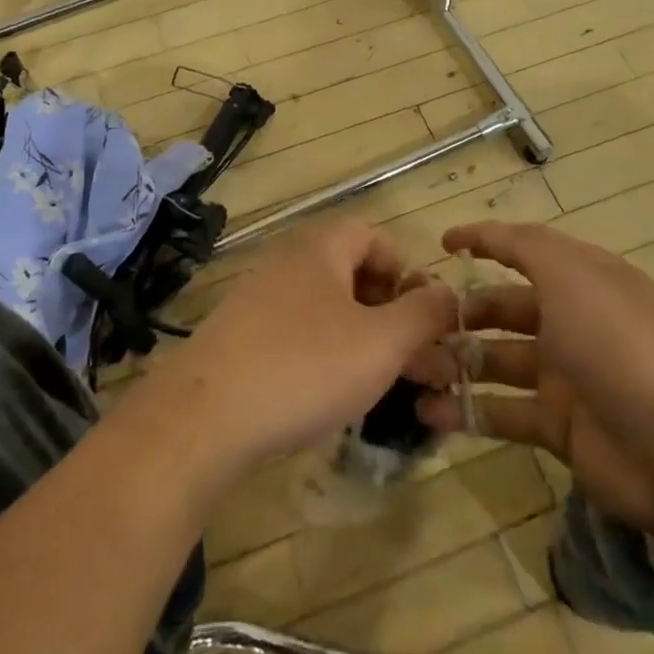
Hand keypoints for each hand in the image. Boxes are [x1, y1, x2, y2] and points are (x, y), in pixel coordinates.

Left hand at [144, 222, 457, 479]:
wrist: (205, 415)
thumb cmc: (305, 367)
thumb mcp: (382, 342)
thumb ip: (425, 314)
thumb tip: (448, 293)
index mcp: (320, 246)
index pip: (375, 238)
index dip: (407, 274)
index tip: (421, 321)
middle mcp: (287, 259)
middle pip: (351, 272)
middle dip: (389, 313)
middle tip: (410, 361)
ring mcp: (257, 296)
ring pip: (326, 307)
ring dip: (360, 338)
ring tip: (377, 384)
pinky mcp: (239, 333)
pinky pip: (296, 331)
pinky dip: (323, 353)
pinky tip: (328, 394)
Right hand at [409, 222, 653, 535]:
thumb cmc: (621, 346)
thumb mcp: (574, 275)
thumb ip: (525, 247)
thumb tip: (489, 232)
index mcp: (584, 281)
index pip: (526, 251)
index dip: (485, 242)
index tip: (441, 245)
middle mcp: (574, 322)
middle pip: (504, 309)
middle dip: (459, 313)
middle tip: (413, 322)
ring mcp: (567, 377)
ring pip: (495, 361)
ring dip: (453, 362)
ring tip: (410, 367)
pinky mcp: (560, 429)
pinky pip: (503, 413)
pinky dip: (466, 413)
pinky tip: (427, 413)